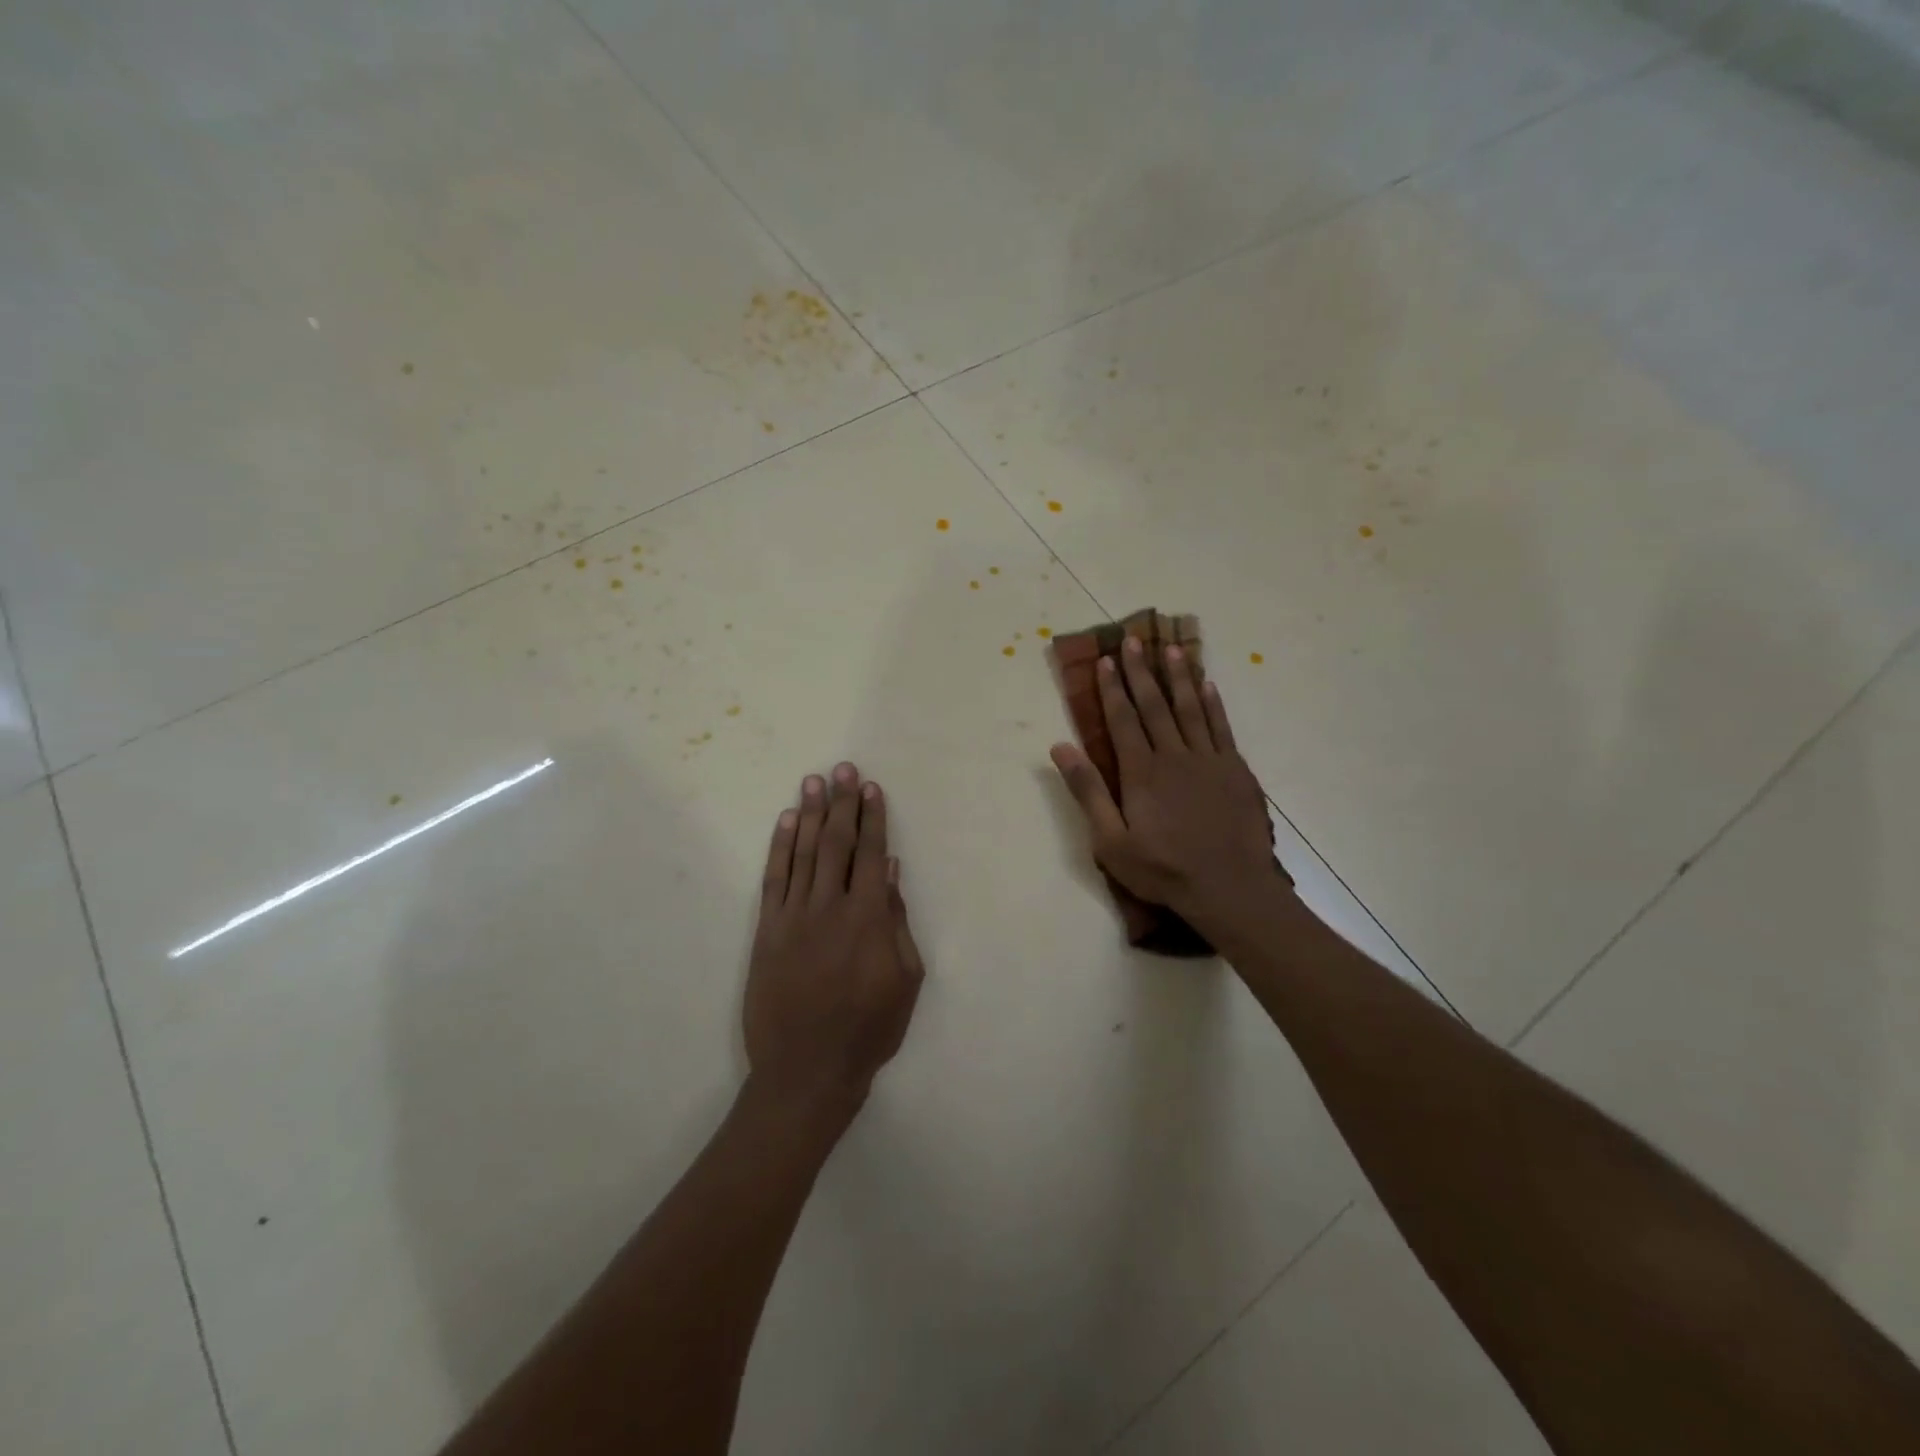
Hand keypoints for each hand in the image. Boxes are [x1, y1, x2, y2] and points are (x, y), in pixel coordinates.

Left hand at [744, 763, 925, 1110]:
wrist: (807, 1071)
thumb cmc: (868, 1030)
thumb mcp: (906, 981)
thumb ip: (898, 922)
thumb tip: (892, 872)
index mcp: (869, 919)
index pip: (872, 855)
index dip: (873, 818)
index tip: (871, 788)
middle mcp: (830, 907)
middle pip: (836, 843)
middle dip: (842, 803)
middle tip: (842, 768)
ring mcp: (793, 917)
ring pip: (803, 853)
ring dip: (811, 814)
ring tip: (814, 780)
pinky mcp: (767, 931)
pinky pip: (774, 879)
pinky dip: (780, 847)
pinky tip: (786, 821)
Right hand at [1050, 638, 1278, 932]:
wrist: (1229, 887)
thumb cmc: (1163, 869)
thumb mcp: (1110, 840)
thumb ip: (1087, 791)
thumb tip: (1060, 747)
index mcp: (1141, 771)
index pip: (1123, 719)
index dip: (1113, 689)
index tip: (1106, 660)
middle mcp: (1174, 755)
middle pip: (1155, 705)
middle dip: (1142, 671)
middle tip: (1134, 639)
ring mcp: (1209, 760)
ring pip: (1190, 708)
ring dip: (1179, 677)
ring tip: (1171, 649)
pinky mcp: (1236, 770)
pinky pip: (1221, 727)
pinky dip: (1213, 703)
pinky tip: (1208, 685)